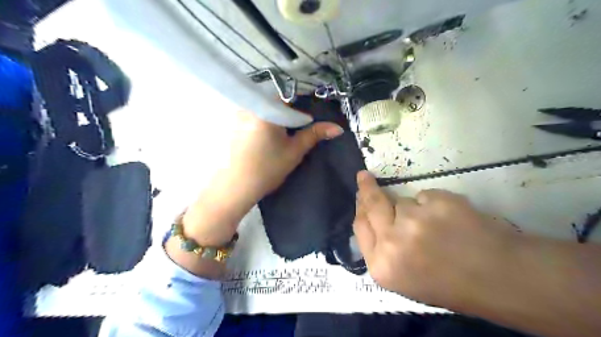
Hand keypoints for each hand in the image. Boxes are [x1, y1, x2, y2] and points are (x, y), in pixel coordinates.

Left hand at [222, 110, 345, 200]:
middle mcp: (249, 106)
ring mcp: (238, 115)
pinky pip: (254, 116)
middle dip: (289, 112)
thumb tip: (337, 128)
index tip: (307, 119)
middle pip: (275, 101)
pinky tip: (266, 139)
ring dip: (276, 118)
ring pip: (265, 109)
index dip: (302, 104)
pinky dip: (265, 122)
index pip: (289, 95)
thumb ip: (315, 134)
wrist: (236, 188)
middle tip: (297, 129)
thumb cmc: (268, 169)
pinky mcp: (234, 125)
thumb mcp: (294, 151)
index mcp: (266, 109)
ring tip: (282, 136)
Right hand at [354, 171, 521, 310]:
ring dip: (413, 208)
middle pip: (372, 204)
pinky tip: (451, 221)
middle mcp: (391, 242)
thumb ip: (382, 249)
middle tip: (364, 177)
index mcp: (381, 266)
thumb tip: (371, 216)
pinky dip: (434, 204)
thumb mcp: (403, 277)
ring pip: (402, 201)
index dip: (360, 208)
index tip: (360, 195)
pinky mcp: (438, 204)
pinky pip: (426, 196)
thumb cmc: (448, 283)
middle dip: (367, 188)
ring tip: (435, 226)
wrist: (499, 279)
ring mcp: (415, 221)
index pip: (360, 226)